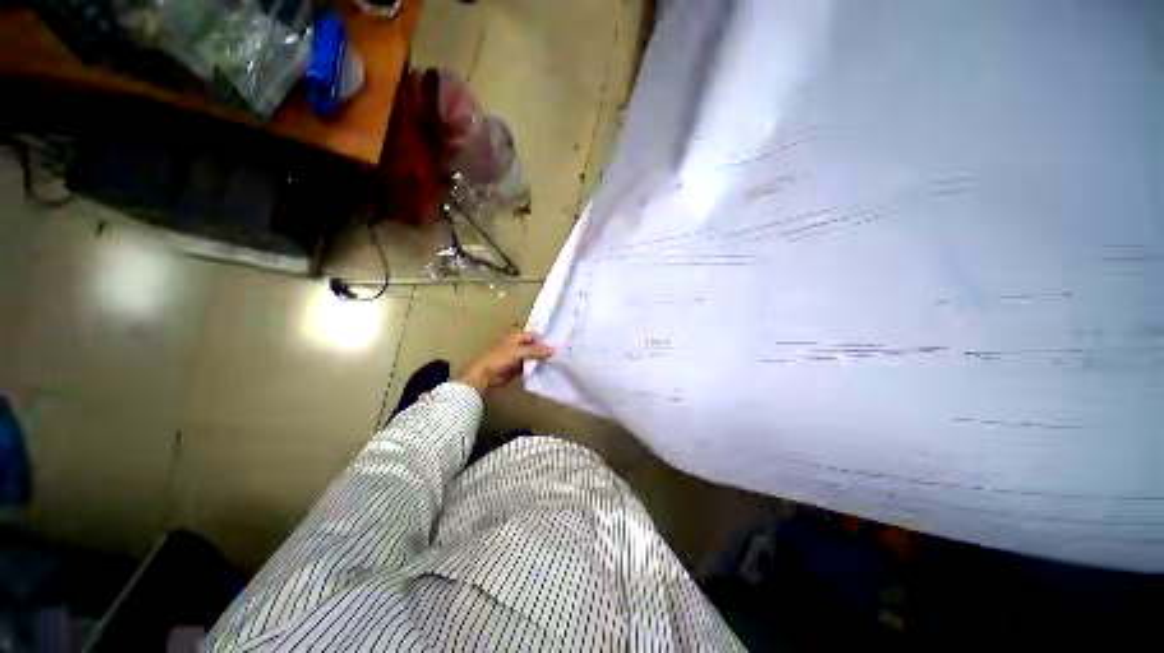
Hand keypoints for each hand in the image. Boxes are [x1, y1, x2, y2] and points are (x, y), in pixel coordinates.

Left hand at [459, 331, 554, 395]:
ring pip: (535, 357)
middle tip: (562, 353)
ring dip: (543, 359)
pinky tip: (549, 370)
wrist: (486, 375)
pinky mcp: (520, 368)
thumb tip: (553, 349)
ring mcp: (520, 357)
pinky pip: (532, 366)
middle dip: (546, 350)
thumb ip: (536, 351)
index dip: (547, 339)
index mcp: (519, 336)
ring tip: (559, 361)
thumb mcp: (519, 352)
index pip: (537, 335)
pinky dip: (538, 367)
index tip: (560, 343)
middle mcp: (521, 345)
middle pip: (537, 346)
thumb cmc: (500, 359)